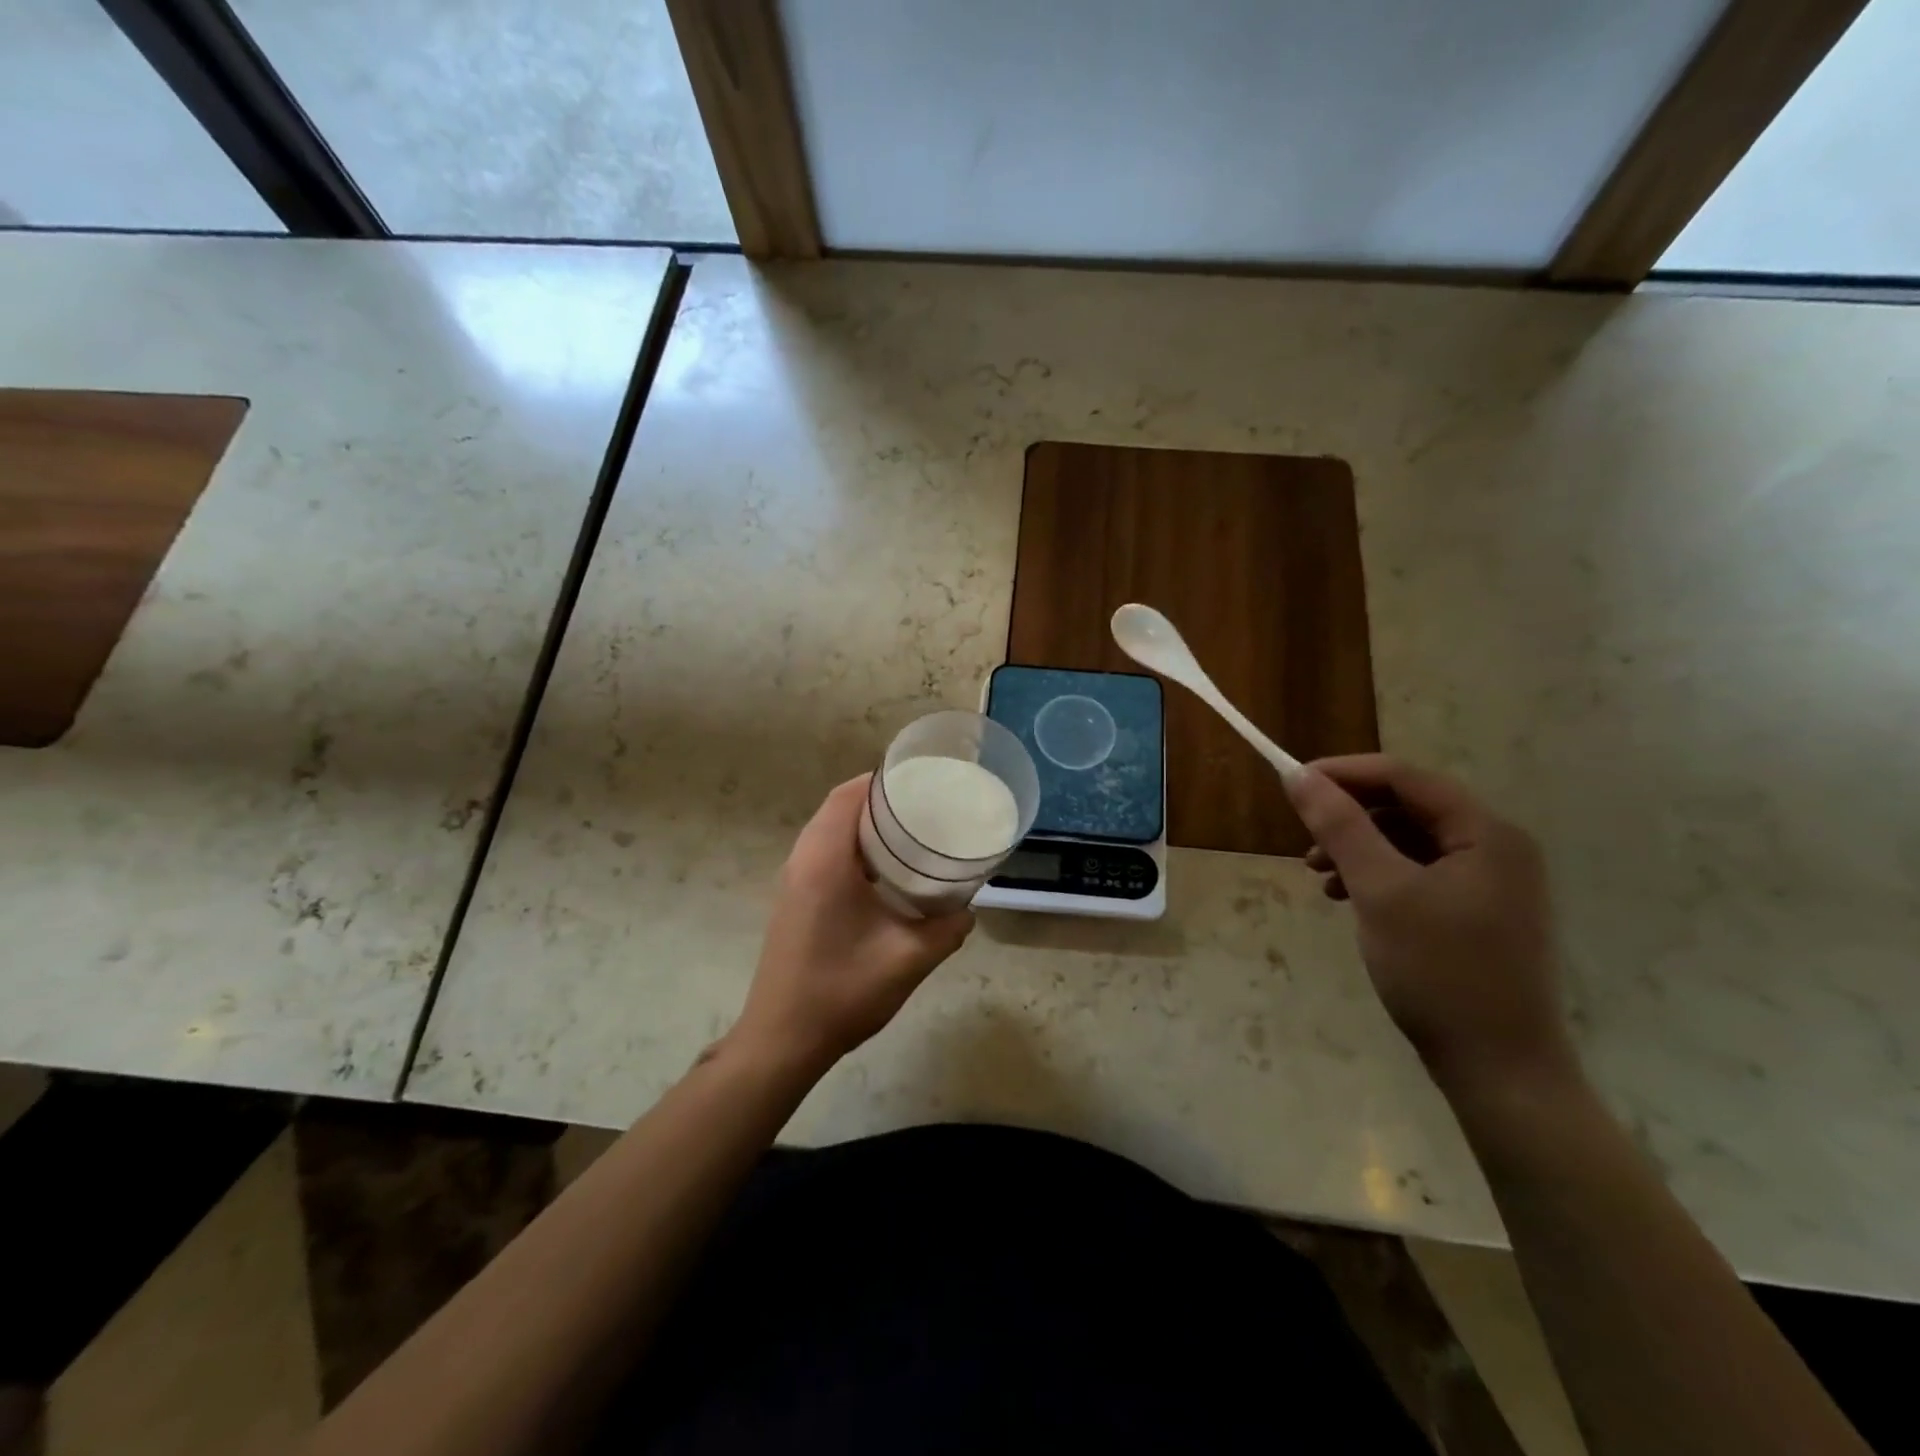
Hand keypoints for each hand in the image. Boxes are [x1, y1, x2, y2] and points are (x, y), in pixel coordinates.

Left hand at [732, 776, 973, 1075]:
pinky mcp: (793, 900)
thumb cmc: (842, 992)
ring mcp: (792, 881)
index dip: (881, 781)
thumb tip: (967, 910)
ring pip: (829, 831)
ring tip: (910, 835)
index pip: (848, 796)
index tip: (921, 781)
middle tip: (924, 807)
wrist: (782, 1040)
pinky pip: (823, 854)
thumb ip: (947, 929)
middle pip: (838, 808)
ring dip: (864, 826)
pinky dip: (852, 848)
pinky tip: (884, 874)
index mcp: (824, 860)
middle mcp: (802, 860)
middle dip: (879, 800)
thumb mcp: (909, 959)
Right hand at [1285, 755, 1575, 1096]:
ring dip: (1358, 848)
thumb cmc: (1440, 972)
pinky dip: (1377, 876)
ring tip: (1319, 876)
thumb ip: (1340, 827)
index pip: (1404, 777)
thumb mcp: (1380, 892)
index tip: (1292, 784)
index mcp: (1486, 832)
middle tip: (1304, 840)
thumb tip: (1298, 776)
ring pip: (1409, 841)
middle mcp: (1496, 847)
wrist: (1499, 1070)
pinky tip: (1348, 898)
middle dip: (1349, 817)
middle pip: (1408, 807)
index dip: (1344, 773)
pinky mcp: (1477, 912)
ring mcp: (1490, 882)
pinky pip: (1418, 873)